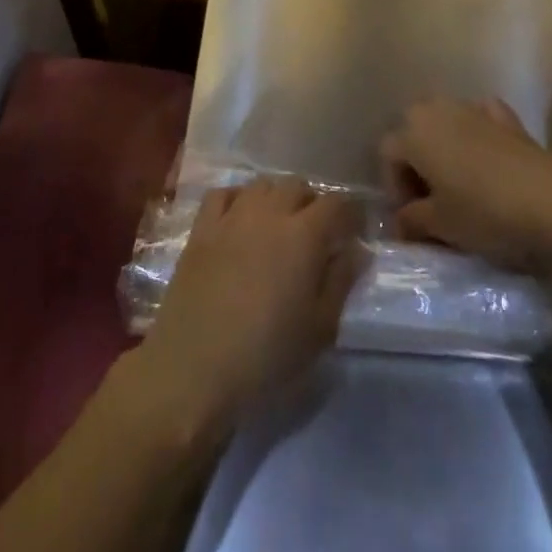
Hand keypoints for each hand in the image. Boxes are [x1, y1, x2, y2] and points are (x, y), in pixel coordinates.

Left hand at [130, 178, 364, 440]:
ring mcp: (231, 216)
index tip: (355, 230)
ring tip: (279, 225)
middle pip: (297, 186)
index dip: (350, 213)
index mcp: (304, 235)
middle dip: (312, 203)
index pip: (336, 204)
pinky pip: (223, 193)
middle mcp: (269, 213)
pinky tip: (240, 219)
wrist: (194, 366)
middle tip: (316, 234)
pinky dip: (237, 198)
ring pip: (262, 185)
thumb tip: (356, 250)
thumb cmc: (266, 355)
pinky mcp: (201, 227)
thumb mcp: (319, 330)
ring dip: (277, 198)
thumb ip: (341, 282)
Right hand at [379, 98, 551, 272]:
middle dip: (416, 158)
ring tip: (458, 179)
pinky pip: (480, 116)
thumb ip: (412, 221)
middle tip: (431, 195)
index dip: (394, 185)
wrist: (550, 199)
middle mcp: (437, 111)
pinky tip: (486, 153)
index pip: (387, 153)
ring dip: (444, 142)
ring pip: (445, 118)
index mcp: (414, 134)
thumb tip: (401, 222)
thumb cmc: (484, 211)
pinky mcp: (505, 117)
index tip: (411, 216)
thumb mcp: (441, 225)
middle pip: (413, 128)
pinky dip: (478, 129)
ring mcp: (472, 109)